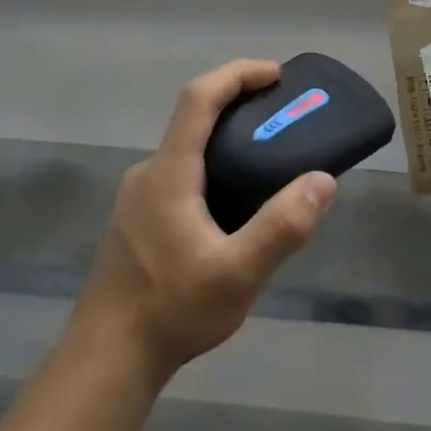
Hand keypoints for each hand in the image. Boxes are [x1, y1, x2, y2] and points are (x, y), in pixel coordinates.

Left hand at [74, 59, 337, 376]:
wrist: (107, 357)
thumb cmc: (170, 309)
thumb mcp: (238, 273)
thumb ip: (282, 227)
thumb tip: (322, 181)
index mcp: (169, 173)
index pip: (198, 98)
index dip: (237, 74)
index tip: (276, 74)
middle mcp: (148, 174)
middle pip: (193, 119)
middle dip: (239, 105)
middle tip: (284, 118)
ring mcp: (137, 198)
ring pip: (186, 150)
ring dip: (226, 140)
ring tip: (269, 161)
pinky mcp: (137, 220)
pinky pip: (180, 175)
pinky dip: (212, 167)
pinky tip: (235, 206)